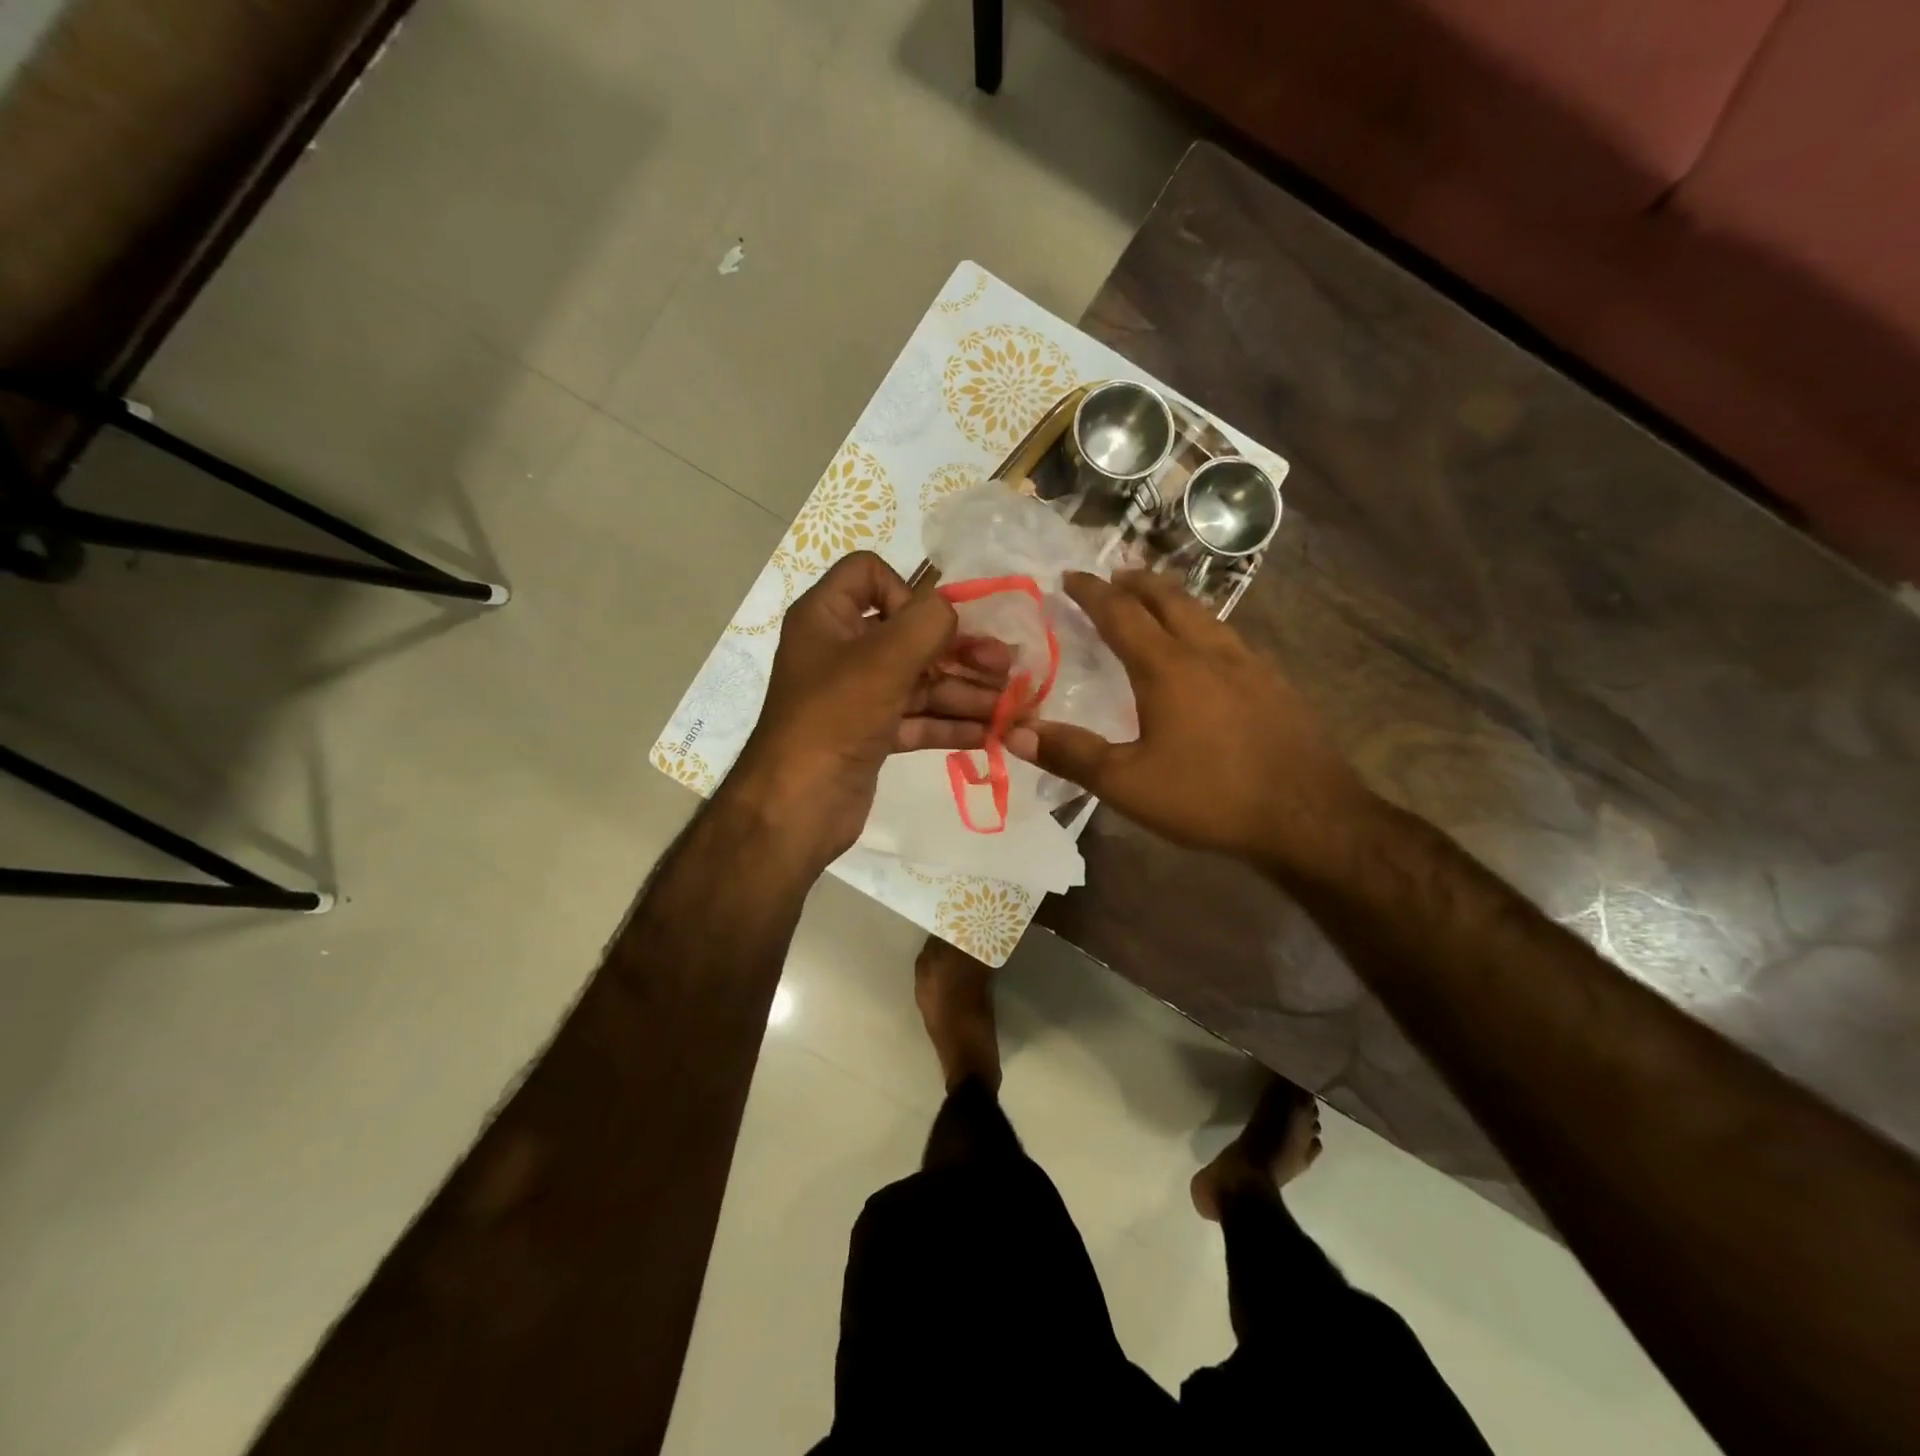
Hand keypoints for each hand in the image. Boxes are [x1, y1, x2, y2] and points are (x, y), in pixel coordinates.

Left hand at [724, 552, 1013, 867]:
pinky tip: (992, 732)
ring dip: (966, 692)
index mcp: (827, 617)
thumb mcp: (883, 660)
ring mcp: (857, 696)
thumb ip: (926, 622)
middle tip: (1006, 667)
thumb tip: (951, 610)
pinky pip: (917, 718)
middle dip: (960, 652)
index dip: (904, 591)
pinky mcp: (871, 734)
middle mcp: (841, 651)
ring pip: (919, 681)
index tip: (927, 627)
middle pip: (909, 635)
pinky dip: (950, 723)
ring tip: (1013, 706)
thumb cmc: (834, 718)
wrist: (796, 807)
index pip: (868, 574)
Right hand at [1020, 570, 1371, 870]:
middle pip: (1169, 599)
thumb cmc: (1210, 797)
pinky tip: (1207, 651)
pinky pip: (1229, 637)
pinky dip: (1203, 626)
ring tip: (1155, 602)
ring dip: (1173, 599)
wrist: (1309, 817)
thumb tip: (1015, 732)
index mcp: (1168, 668)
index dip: (1092, 593)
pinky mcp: (1276, 684)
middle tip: (1114, 576)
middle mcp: (1209, 652)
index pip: (1121, 614)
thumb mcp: (1128, 784)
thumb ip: (1071, 755)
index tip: (1070, 577)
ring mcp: (1250, 664)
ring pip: (1205, 614)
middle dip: (1136, 583)